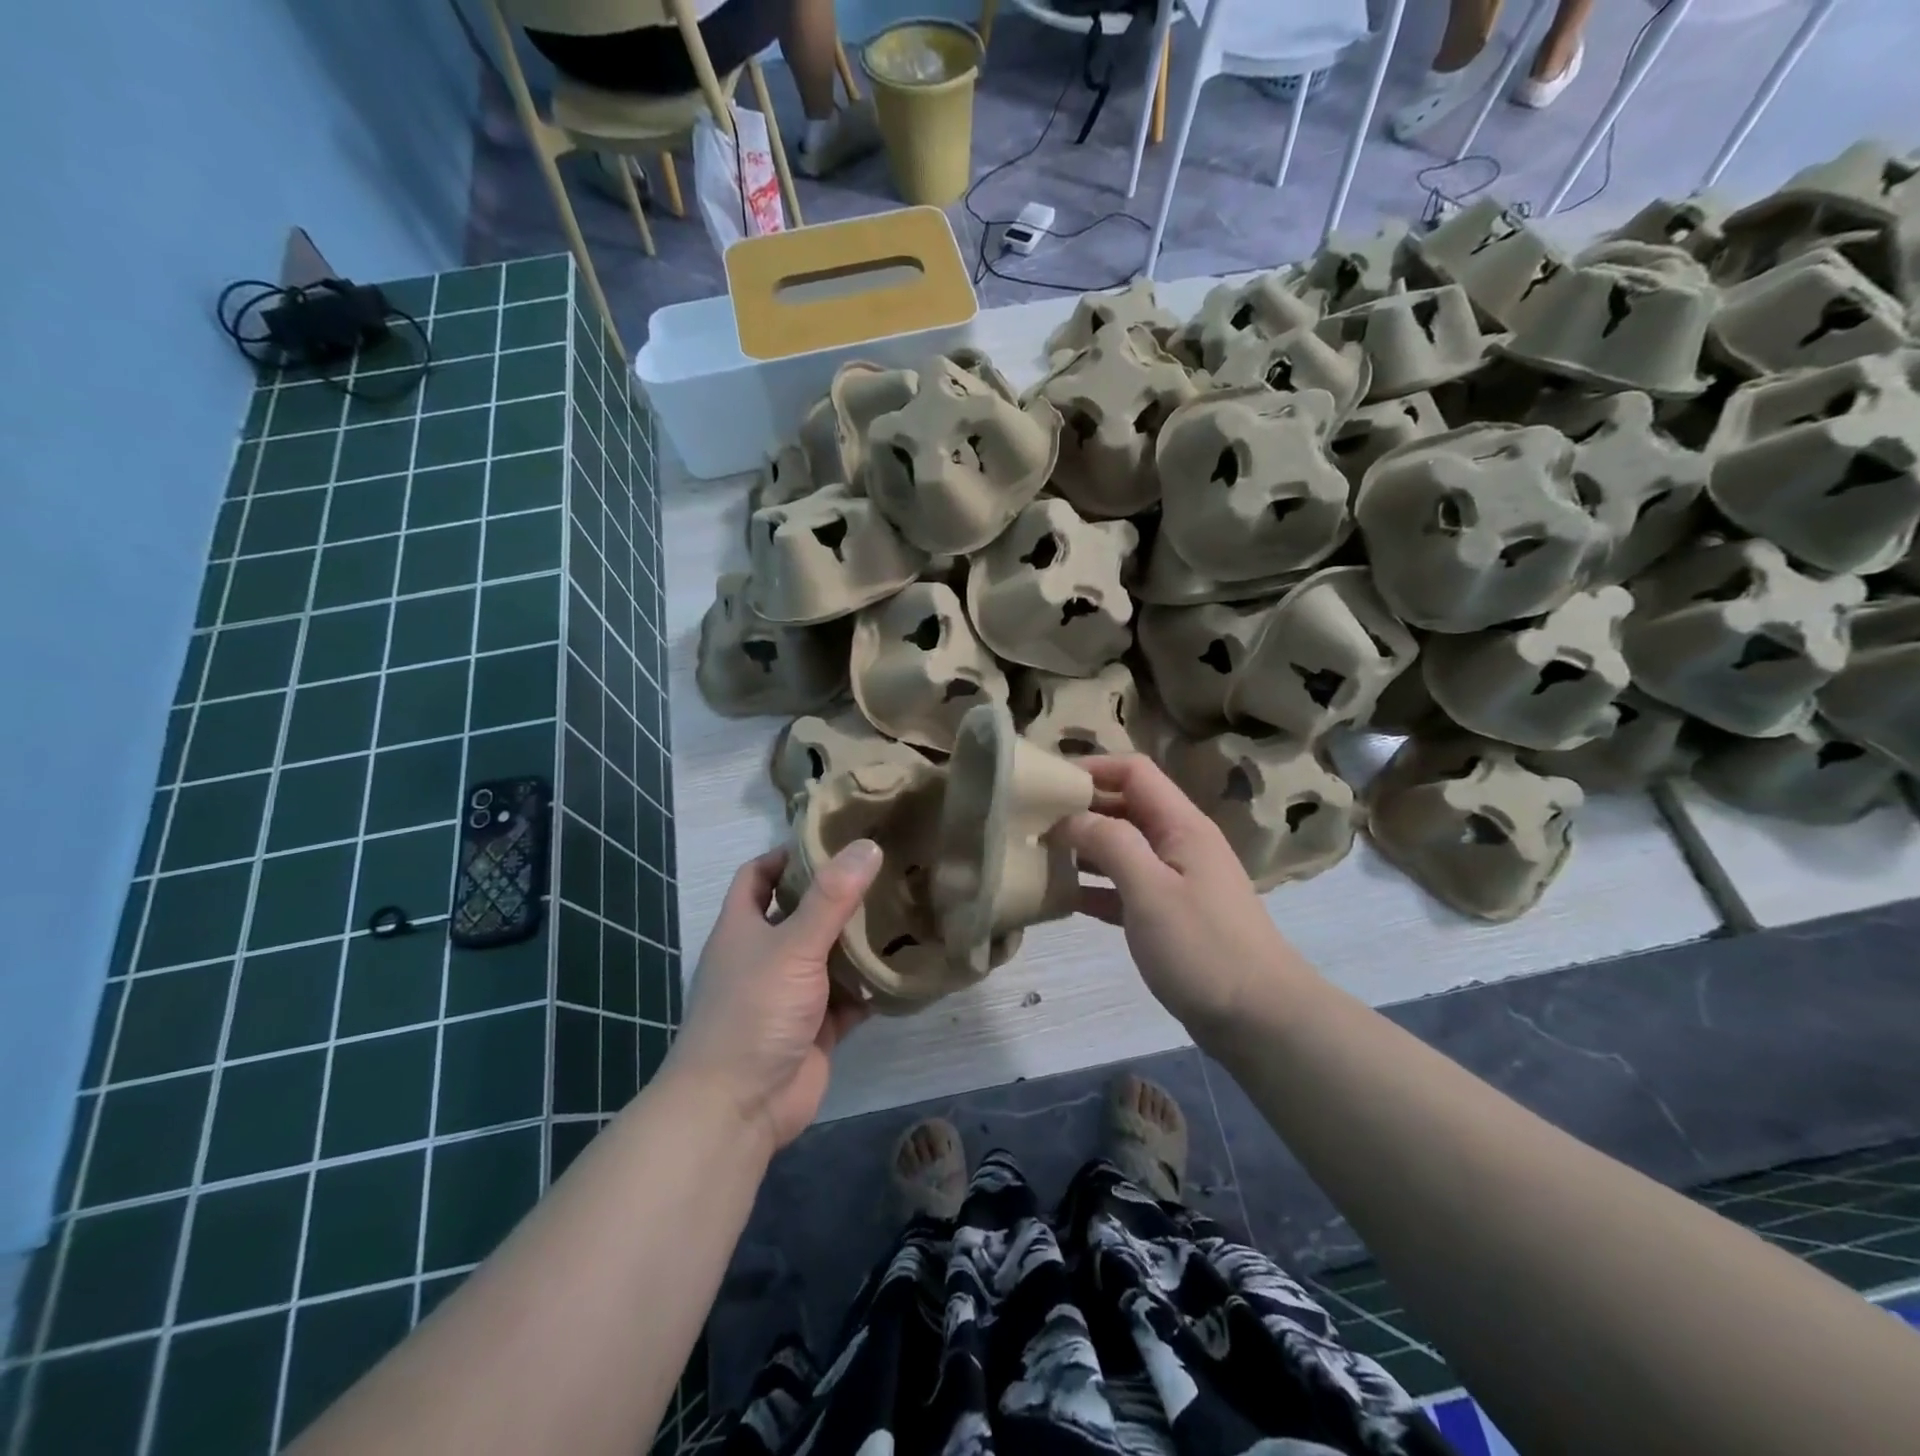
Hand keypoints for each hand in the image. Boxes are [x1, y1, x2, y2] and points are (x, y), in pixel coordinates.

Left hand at [665, 841, 879, 1152]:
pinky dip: (873, 985)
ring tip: (906, 907)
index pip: (759, 875)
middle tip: (886, 869)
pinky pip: (850, 997)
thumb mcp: (792, 946)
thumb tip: (868, 845)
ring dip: (861, 940)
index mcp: (743, 927)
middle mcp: (765, 955)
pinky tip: (907, 965)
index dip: (788, 855)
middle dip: (838, 894)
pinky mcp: (817, 1027)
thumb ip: (831, 897)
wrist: (738, 1108)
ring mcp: (792, 993)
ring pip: (830, 955)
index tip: (833, 839)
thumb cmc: (753, 1012)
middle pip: (802, 912)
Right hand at [1059, 756, 1312, 1043]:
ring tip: (1039, 855)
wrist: (1260, 1020)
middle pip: (1126, 807)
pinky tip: (1063, 898)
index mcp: (1181, 825)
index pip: (1134, 772)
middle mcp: (1179, 844)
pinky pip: (1125, 887)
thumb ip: (1110, 844)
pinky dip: (1096, 887)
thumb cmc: (1203, 947)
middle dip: (1082, 808)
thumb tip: (1070, 817)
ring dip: (1084, 848)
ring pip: (1123, 848)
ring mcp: (1176, 881)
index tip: (1047, 783)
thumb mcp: (1151, 889)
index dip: (1092, 768)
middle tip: (1032, 821)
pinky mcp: (1170, 916)